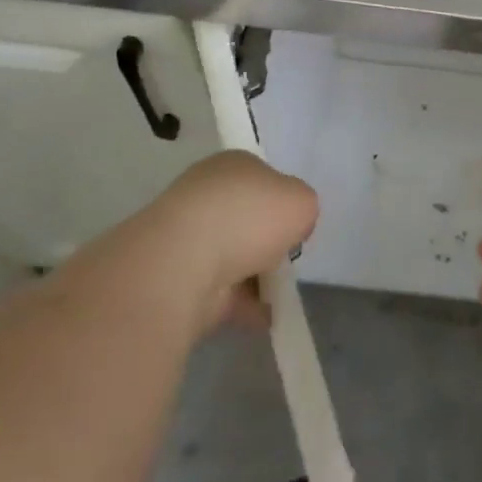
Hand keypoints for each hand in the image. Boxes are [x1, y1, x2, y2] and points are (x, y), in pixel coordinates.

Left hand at [113, 151, 318, 329]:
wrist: (185, 263)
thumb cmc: (248, 217)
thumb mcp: (302, 200)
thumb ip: (303, 208)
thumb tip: (290, 226)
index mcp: (231, 165)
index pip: (262, 178)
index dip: (282, 200)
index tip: (294, 223)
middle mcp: (205, 194)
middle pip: (245, 217)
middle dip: (265, 239)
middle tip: (286, 255)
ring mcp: (187, 237)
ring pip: (232, 255)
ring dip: (255, 275)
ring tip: (280, 292)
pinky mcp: (178, 278)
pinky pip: (222, 291)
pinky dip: (244, 304)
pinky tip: (266, 316)